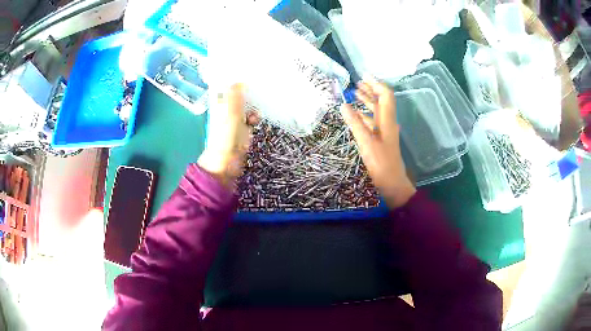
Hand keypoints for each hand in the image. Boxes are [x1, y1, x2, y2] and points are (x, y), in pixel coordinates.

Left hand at [198, 84, 258, 188]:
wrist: (227, 163)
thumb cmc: (226, 137)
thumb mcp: (231, 114)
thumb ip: (235, 97)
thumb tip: (238, 81)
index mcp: (218, 105)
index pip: (225, 88)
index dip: (234, 81)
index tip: (246, 74)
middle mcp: (225, 111)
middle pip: (236, 96)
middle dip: (246, 92)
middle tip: (257, 86)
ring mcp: (233, 121)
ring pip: (244, 107)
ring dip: (251, 106)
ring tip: (256, 106)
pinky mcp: (241, 130)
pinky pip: (249, 119)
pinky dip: (253, 118)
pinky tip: (255, 121)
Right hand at [341, 78, 415, 208]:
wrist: (392, 182)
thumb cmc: (380, 162)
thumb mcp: (365, 141)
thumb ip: (354, 122)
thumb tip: (343, 105)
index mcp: (387, 119)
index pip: (385, 95)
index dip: (376, 84)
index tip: (364, 76)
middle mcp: (387, 122)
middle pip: (381, 101)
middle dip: (370, 90)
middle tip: (357, 83)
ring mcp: (384, 131)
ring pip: (376, 111)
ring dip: (367, 101)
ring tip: (354, 94)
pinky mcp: (381, 139)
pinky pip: (373, 122)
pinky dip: (364, 115)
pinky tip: (355, 115)